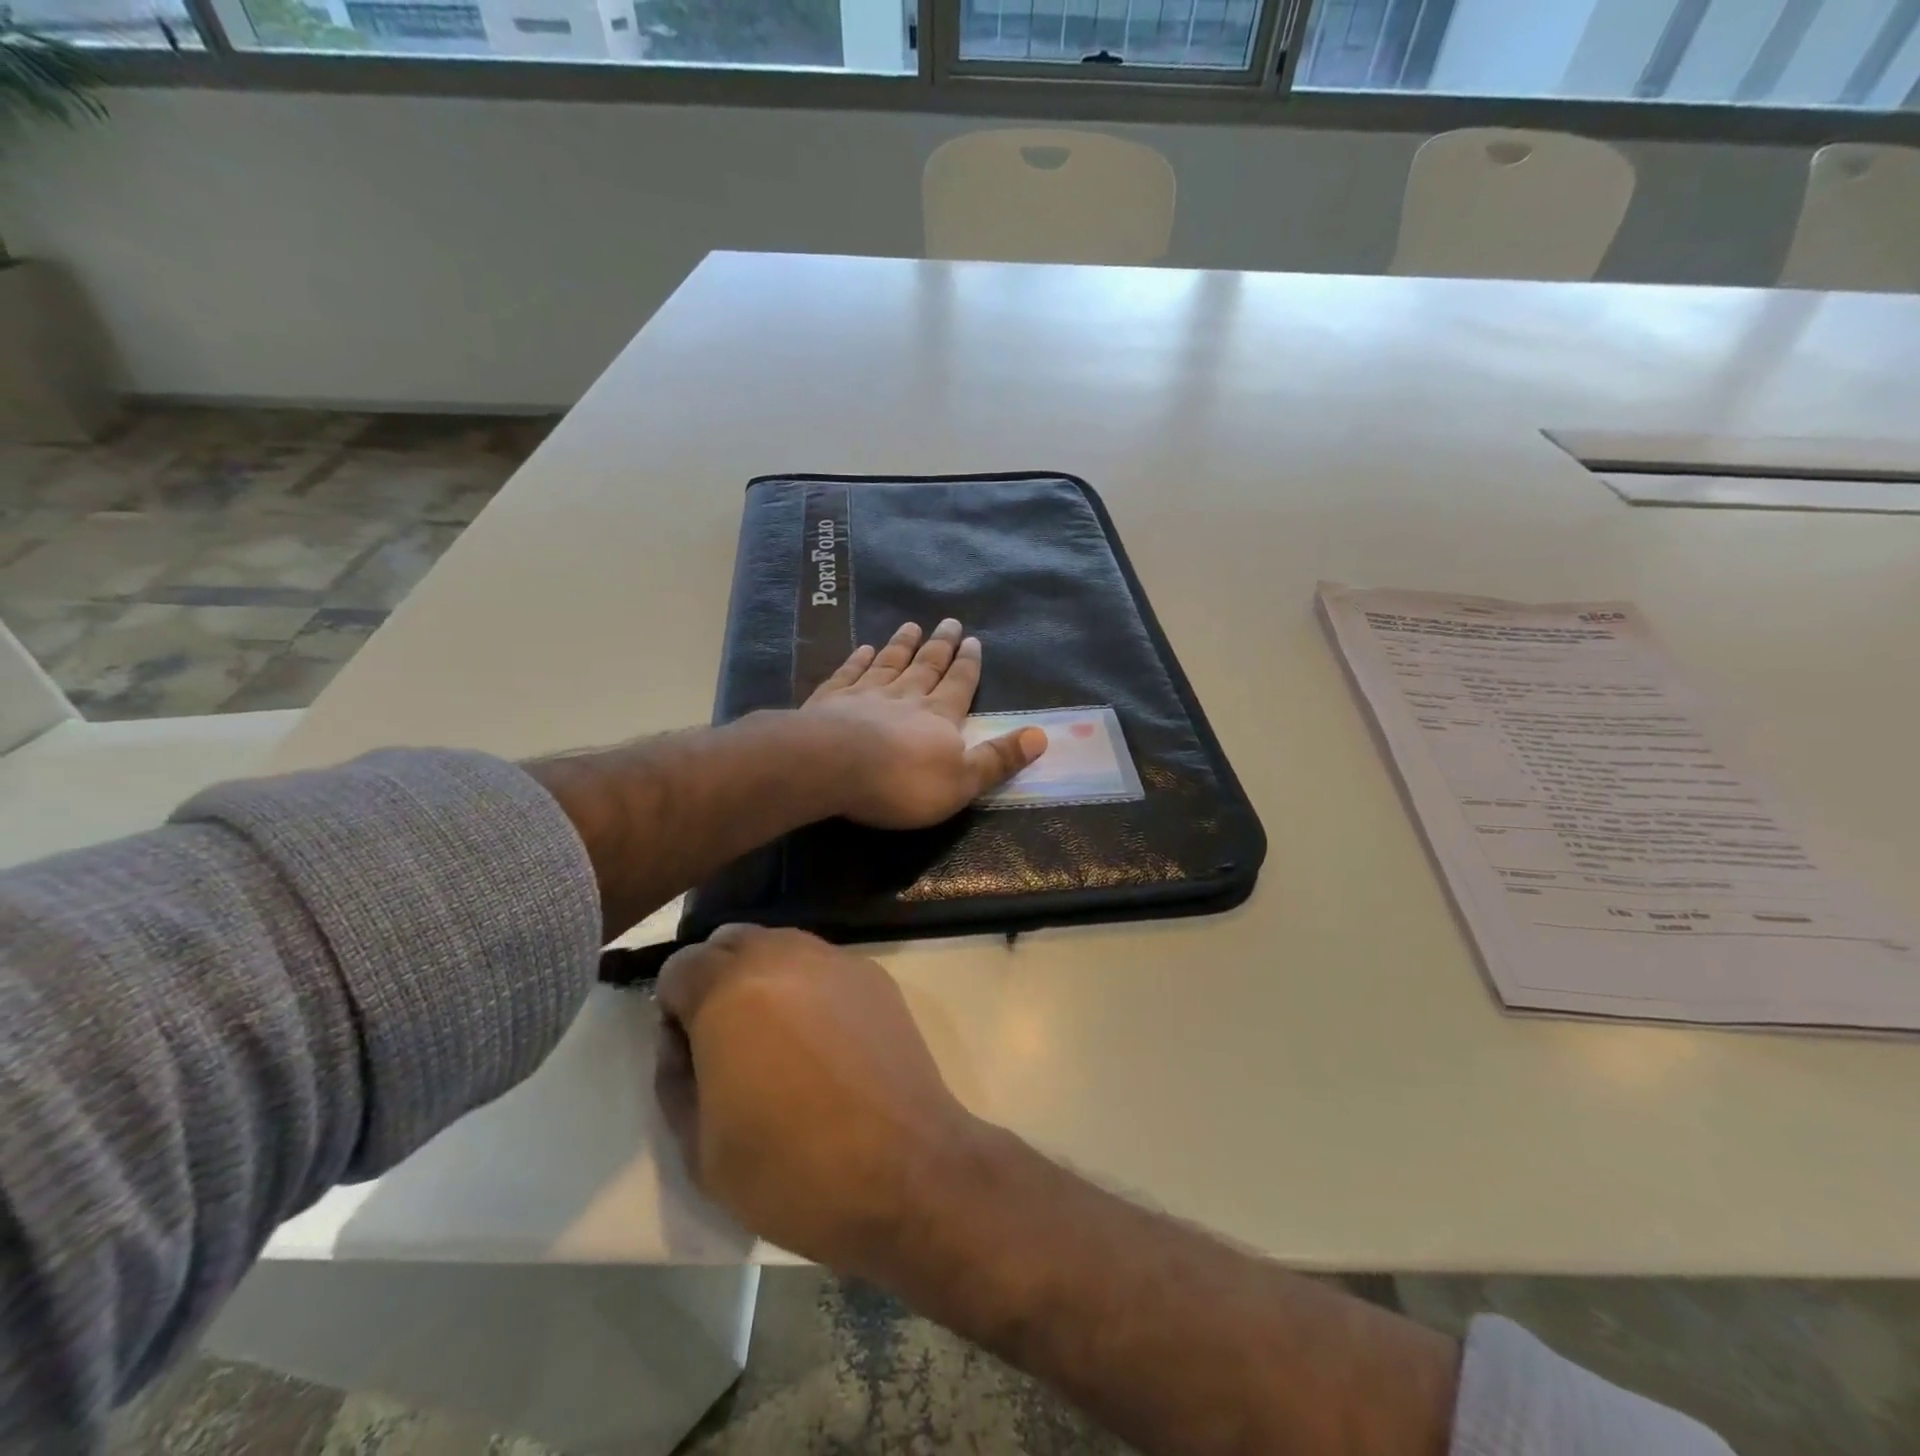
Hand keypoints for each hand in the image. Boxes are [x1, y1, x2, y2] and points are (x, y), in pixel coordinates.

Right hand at [654, 924, 978, 1273]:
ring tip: (775, 1037)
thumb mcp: (699, 1147)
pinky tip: (823, 1039)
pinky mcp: (874, 976)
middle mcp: (783, 956)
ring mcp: (836, 960)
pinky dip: (807, 985)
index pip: (680, 966)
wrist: (905, 1170)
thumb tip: (679, 1039)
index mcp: (731, 990)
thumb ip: (673, 1078)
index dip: (673, 1006)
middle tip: (726, 1040)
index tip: (688, 1050)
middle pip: (730, 942)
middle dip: (715, 979)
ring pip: (779, 944)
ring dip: (762, 976)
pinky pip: (822, 963)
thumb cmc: (792, 1169)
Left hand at [802, 619, 1045, 829]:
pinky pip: (848, 674)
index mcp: (939, 717)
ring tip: (911, 626)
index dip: (968, 664)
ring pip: (889, 663)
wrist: (832, 767)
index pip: (959, 684)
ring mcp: (864, 694)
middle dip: (940, 645)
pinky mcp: (830, 700)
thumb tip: (1042, 736)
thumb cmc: (902, 782)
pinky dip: (858, 660)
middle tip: (949, 621)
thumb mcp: (962, 782)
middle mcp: (905, 696)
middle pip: (926, 666)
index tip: (973, 639)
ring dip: (901, 645)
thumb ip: (998, 759)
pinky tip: (863, 649)